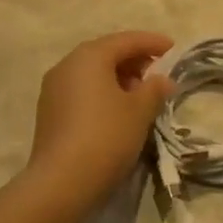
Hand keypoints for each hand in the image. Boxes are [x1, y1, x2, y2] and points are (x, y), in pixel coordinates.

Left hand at [23, 31, 173, 217]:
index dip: (152, 42)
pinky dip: (102, 93)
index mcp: (89, 57)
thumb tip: (162, 80)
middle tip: (158, 74)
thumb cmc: (106, 136)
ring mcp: (53, 89)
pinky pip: (82, 91)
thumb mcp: (140, 111)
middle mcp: (67, 65)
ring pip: (92, 73)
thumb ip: (154, 89)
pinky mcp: (49, 112)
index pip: (126, 40)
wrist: (61, 183)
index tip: (173, 48)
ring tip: (141, 95)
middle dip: (135, 60)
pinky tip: (118, 111)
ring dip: (119, 78)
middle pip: (106, 53)